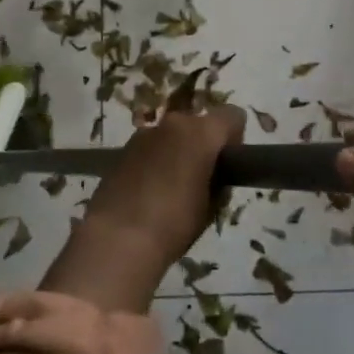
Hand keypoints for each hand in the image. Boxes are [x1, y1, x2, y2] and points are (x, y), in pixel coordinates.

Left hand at [42, 102, 244, 312]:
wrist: (118, 237)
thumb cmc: (174, 223)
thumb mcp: (210, 206)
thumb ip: (217, 180)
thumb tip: (212, 174)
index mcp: (200, 133)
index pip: (232, 116)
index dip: (234, 138)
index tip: (229, 164)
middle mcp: (172, 124)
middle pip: (198, 124)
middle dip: (203, 145)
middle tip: (201, 179)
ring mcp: (144, 134)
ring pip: (172, 135)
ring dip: (177, 151)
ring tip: (171, 188)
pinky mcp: (123, 148)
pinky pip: (150, 147)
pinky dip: (155, 160)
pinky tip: (148, 191)